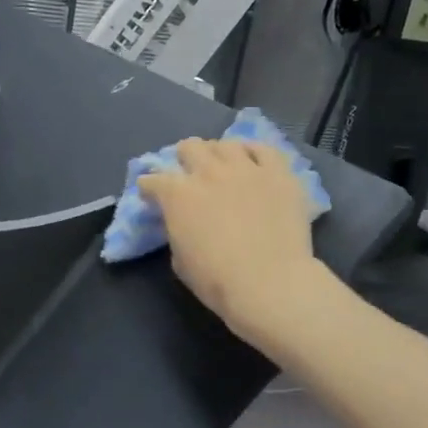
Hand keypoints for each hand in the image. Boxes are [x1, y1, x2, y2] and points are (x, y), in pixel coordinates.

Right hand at [137, 139, 328, 347]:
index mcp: (177, 195)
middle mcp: (208, 172)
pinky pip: (264, 149)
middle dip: (184, 159)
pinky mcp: (278, 173)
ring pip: (225, 144)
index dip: (149, 188)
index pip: (152, 180)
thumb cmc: (217, 281)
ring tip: (222, 166)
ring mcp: (245, 169)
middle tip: (189, 174)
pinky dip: (254, 153)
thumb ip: (177, 231)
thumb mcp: (179, 260)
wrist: (270, 283)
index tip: (150, 195)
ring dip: (218, 153)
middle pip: (189, 147)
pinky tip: (253, 162)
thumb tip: (183, 223)